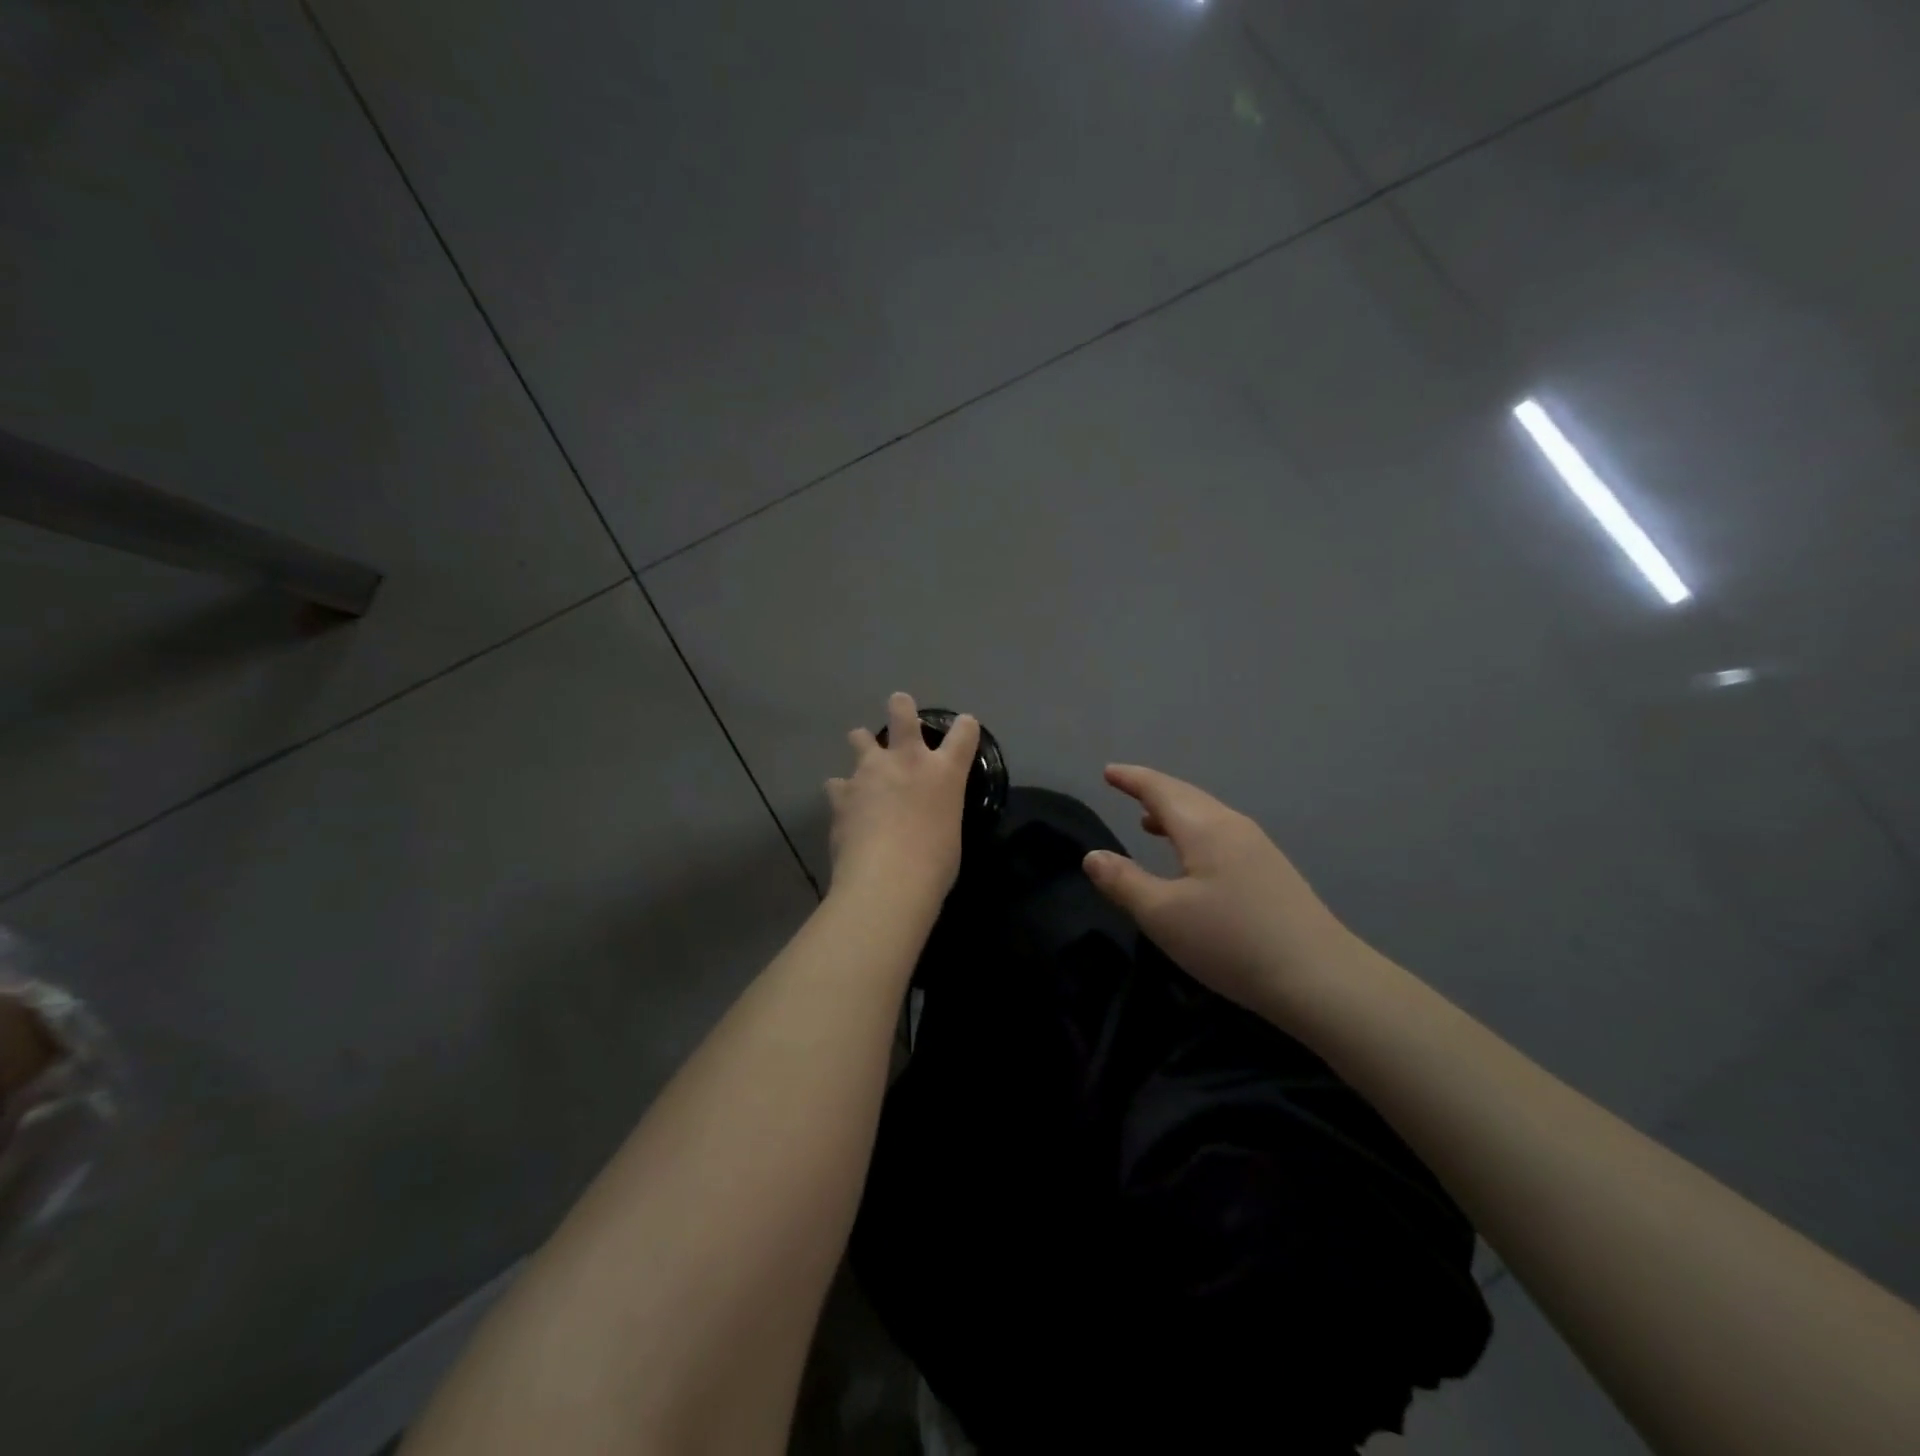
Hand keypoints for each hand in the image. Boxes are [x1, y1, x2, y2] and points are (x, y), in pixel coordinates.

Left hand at [825, 693, 979, 908]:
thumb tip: (927, 816)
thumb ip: (938, 812)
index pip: (963, 733)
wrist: (886, 881)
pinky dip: (842, 792)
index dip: (964, 726)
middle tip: (898, 706)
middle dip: (900, 707)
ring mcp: (869, 772)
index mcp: (944, 772)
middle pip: (902, 713)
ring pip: (860, 738)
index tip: (964, 726)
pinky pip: (837, 784)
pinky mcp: (840, 792)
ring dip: (862, 744)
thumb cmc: (934, 865)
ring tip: (862, 757)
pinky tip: (844, 806)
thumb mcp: (949, 832)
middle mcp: (907, 761)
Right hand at [1082, 764, 1354, 1014]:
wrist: (1321, 979)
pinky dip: (1195, 832)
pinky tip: (1192, 859)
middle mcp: (1233, 827)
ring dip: (1175, 813)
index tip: (1109, 771)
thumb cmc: (1231, 942)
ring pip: (1207, 816)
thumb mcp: (1163, 916)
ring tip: (1149, 822)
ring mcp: (1258, 848)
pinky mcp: (1272, 872)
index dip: (1132, 779)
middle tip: (1126, 786)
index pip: (1161, 790)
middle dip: (1153, 790)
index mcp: (1205, 828)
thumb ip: (1124, 882)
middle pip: (1187, 796)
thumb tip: (1093, 855)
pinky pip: (1222, 834)